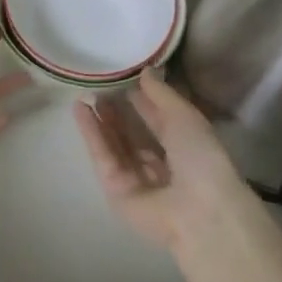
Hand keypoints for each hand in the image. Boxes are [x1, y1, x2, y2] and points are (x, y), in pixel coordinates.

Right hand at [73, 69, 251, 250]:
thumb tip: (146, 71)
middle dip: (118, 112)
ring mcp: (137, 180)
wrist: (199, 209)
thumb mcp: (185, 116)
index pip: (159, 121)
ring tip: (85, 93)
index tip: (124, 77)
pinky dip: (91, 134)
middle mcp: (161, 165)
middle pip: (134, 135)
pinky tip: (81, 109)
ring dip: (101, 120)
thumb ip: (162, 93)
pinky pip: (103, 158)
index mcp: (185, 148)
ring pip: (115, 145)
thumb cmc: (201, 158)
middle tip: (99, 85)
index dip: (143, 100)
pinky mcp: (116, 191)